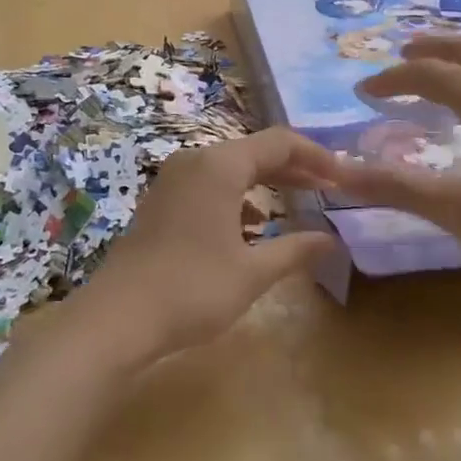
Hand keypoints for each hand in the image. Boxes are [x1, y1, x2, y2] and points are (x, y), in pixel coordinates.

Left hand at [75, 128, 339, 365]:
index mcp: (219, 166)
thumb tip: (331, 240)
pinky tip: (251, 226)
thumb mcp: (252, 273)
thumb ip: (295, 250)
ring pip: (230, 168)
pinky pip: (208, 184)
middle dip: (293, 168)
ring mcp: (172, 180)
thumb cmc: (192, 289)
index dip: (316, 156)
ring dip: (265, 181)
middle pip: (254, 151)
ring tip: (296, 203)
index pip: (279, 143)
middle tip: (327, 188)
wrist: (117, 317)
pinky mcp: (160, 201)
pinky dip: (237, 196)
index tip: (342, 177)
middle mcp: (194, 162)